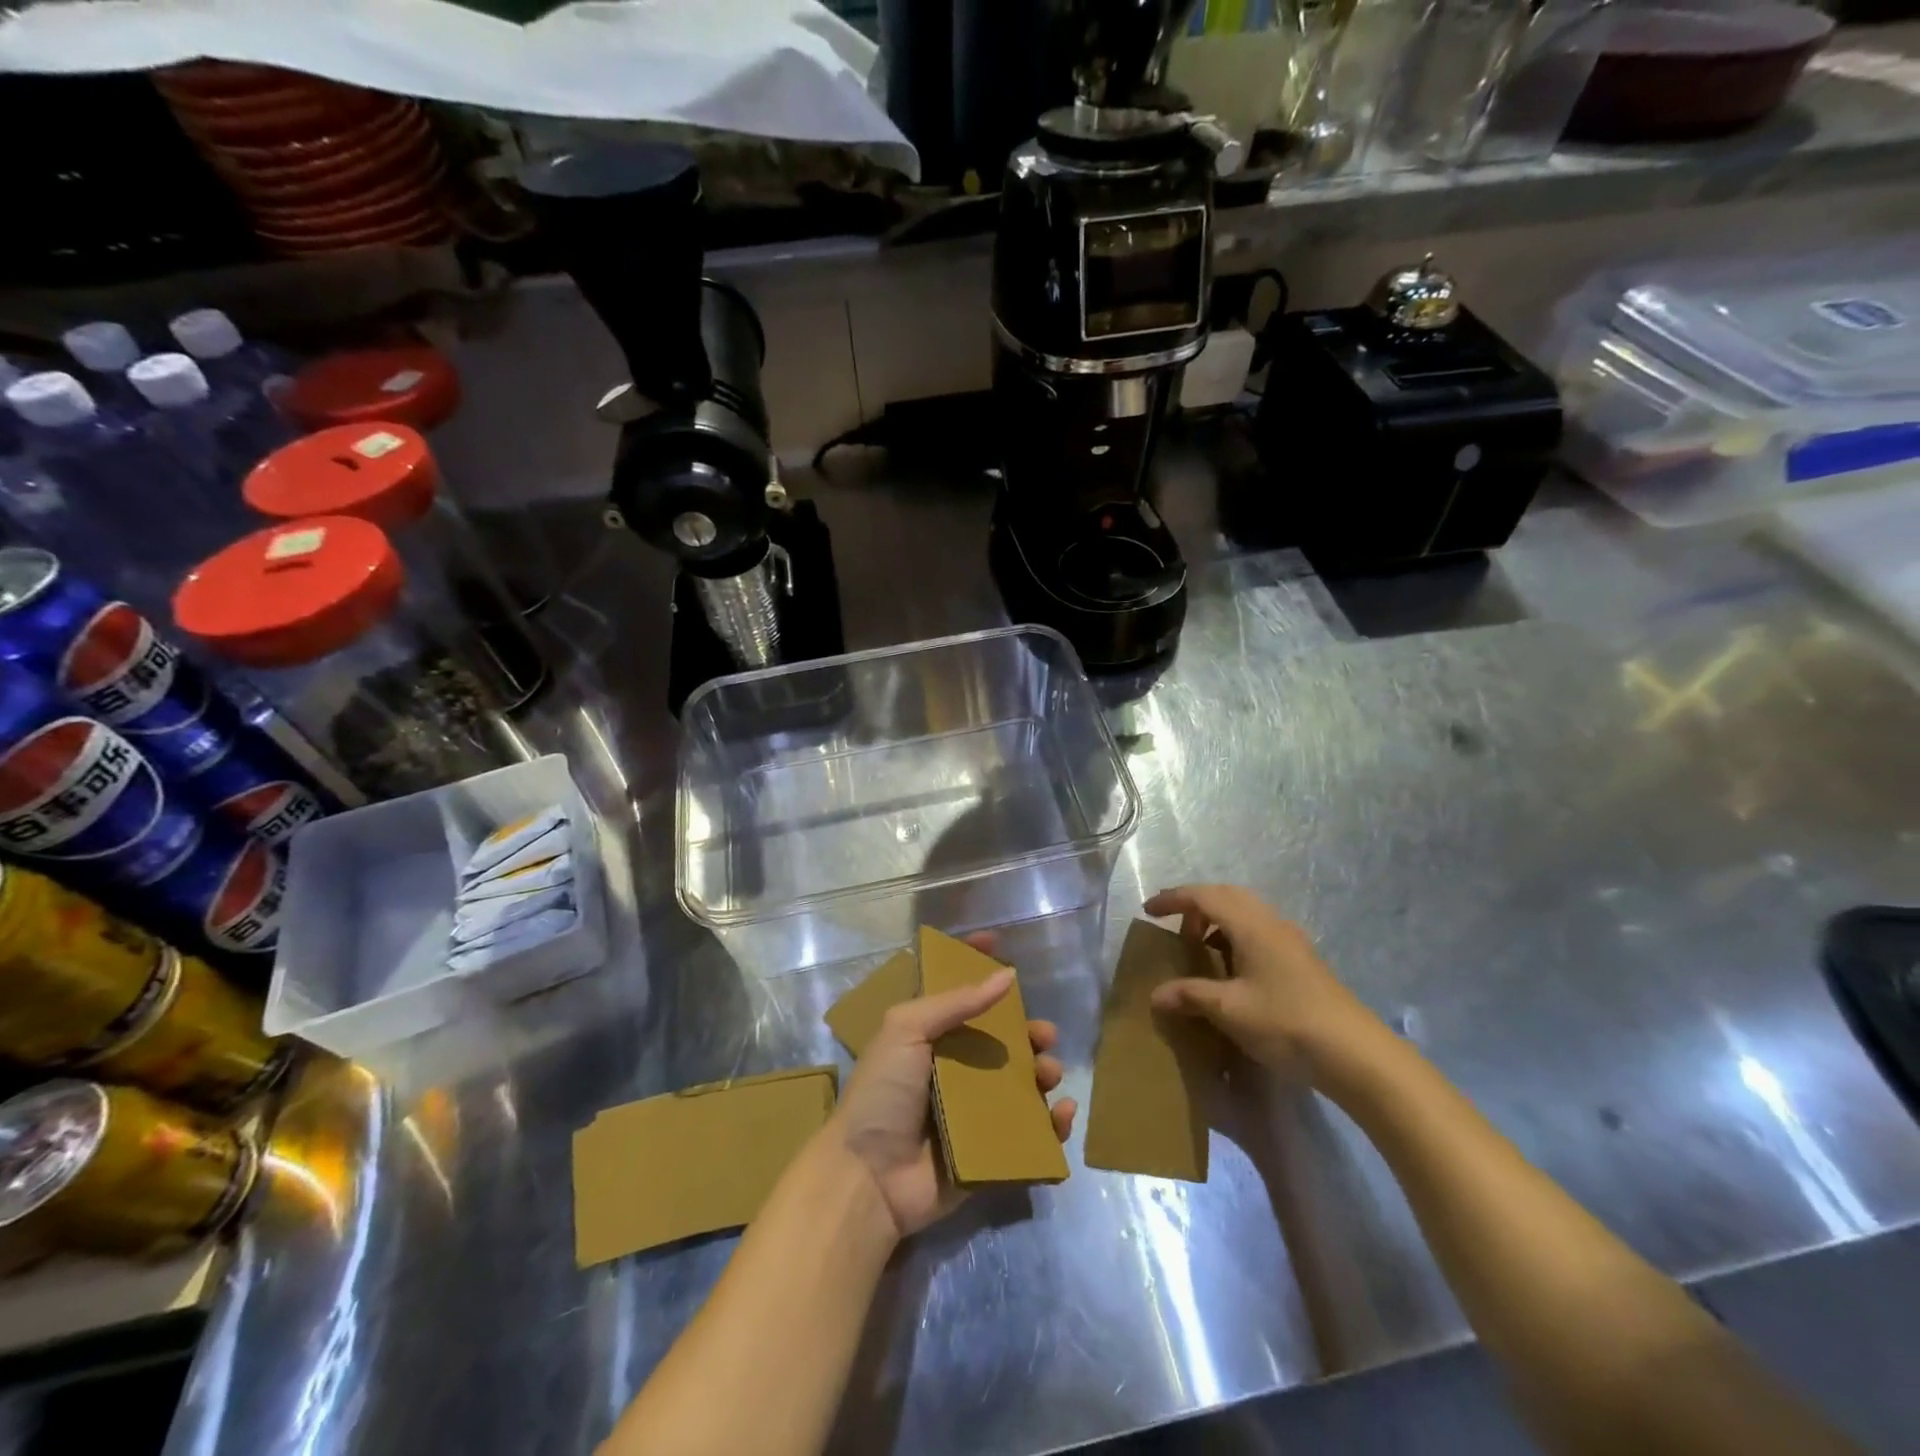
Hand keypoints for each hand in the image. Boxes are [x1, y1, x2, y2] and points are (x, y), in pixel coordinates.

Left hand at [829, 947, 1075, 1238]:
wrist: (869, 1177)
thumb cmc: (883, 1093)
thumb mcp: (907, 1030)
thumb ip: (956, 1002)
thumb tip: (1006, 974)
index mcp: (929, 1038)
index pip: (958, 993)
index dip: (976, 966)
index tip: (1000, 942)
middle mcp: (953, 1070)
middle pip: (1000, 1042)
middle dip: (1027, 1032)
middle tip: (1042, 1034)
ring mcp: (973, 1113)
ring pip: (1020, 1084)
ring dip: (1042, 1074)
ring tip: (1047, 1073)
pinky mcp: (989, 1154)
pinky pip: (1029, 1135)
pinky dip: (1052, 1124)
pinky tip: (1062, 1113)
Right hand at [1145, 885, 1389, 1085]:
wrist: (1356, 1055)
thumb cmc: (1285, 1022)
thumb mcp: (1229, 1010)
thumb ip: (1190, 995)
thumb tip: (1156, 994)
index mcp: (1251, 925)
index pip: (1204, 896)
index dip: (1173, 899)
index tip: (1148, 911)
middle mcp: (1272, 923)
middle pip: (1227, 896)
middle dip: (1196, 906)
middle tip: (1173, 927)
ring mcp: (1291, 941)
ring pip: (1246, 913)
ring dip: (1217, 921)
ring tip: (1199, 949)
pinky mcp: (1302, 962)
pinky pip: (1259, 932)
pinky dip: (1235, 937)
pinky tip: (1231, 970)